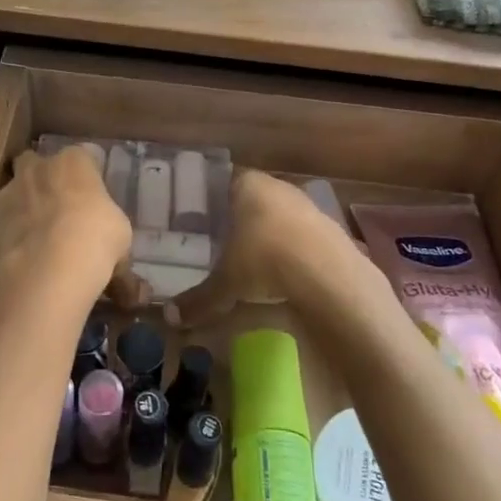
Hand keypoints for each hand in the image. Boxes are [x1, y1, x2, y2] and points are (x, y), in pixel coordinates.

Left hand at [0, 147, 136, 314]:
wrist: (48, 273)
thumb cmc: (96, 241)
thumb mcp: (121, 237)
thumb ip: (112, 236)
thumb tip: (123, 270)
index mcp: (73, 162)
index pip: (83, 155)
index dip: (88, 174)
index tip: (94, 193)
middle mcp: (36, 170)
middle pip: (35, 162)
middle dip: (44, 178)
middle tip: (60, 205)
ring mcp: (8, 198)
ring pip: (14, 193)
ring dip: (24, 206)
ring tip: (41, 237)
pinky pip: (5, 228)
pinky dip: (12, 239)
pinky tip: (26, 260)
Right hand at [172, 170, 359, 327]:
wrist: (328, 275)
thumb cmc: (264, 261)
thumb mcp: (226, 284)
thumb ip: (198, 299)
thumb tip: (170, 318)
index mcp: (247, 184)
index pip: (222, 183)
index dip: (211, 202)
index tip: (200, 221)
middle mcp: (277, 185)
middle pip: (252, 197)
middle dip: (239, 219)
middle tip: (222, 242)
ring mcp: (307, 204)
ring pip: (279, 214)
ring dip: (269, 232)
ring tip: (253, 259)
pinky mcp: (330, 227)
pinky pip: (302, 234)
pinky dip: (292, 248)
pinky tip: (285, 271)